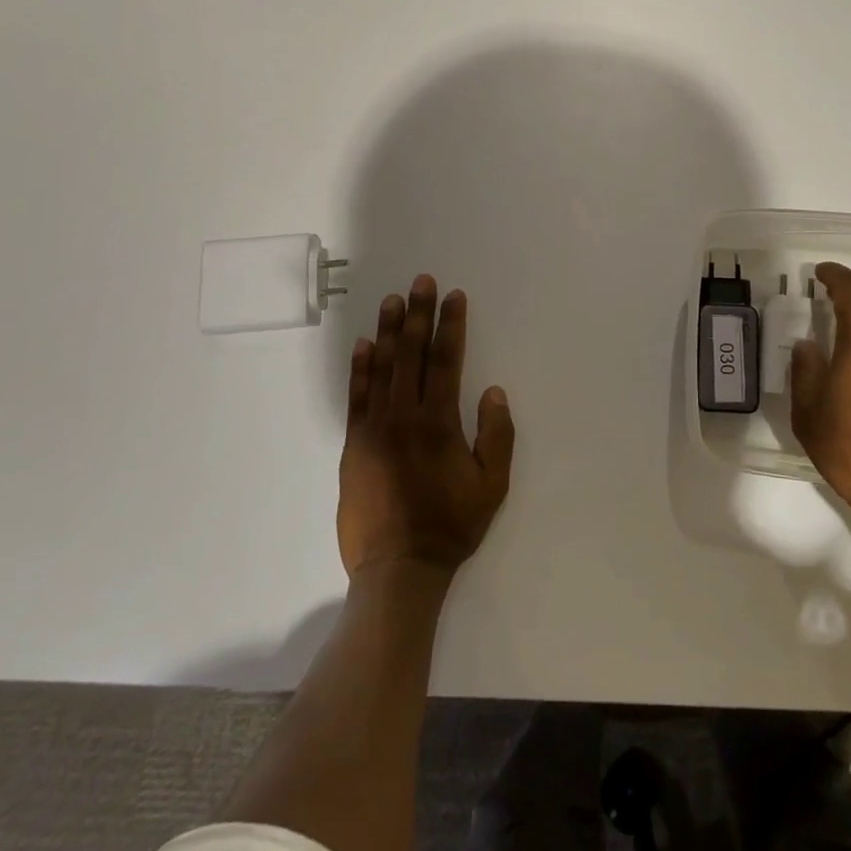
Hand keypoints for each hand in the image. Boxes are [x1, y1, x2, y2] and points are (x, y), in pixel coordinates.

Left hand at [339, 276, 514, 577]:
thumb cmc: (451, 526)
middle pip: (412, 354)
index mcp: (439, 423)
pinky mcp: (353, 445)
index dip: (451, 325)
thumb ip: (497, 436)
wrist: (397, 569)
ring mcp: (373, 429)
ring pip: (382, 368)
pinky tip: (364, 345)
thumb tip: (493, 391)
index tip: (454, 296)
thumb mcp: (492, 486)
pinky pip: (356, 397)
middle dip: (419, 314)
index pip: (446, 360)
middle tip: (421, 281)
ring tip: (392, 300)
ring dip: (389, 331)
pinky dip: (360, 368)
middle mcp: (404, 417)